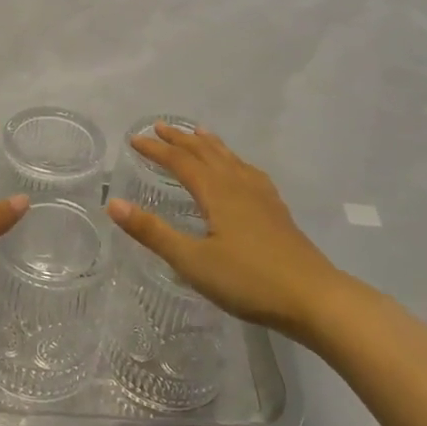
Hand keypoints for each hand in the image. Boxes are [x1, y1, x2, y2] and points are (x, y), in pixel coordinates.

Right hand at [107, 124, 348, 336]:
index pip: (180, 162)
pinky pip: (249, 172)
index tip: (134, 139)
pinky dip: (235, 161)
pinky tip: (241, 171)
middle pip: (206, 153)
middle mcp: (239, 185)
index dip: (156, 149)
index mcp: (217, 192)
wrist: (313, 298)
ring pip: (231, 159)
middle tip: (161, 127)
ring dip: (209, 144)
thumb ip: (153, 232)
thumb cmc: (248, 280)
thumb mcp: (192, 261)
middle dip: (182, 139)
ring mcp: (262, 197)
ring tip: (199, 132)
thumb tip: (112, 203)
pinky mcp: (277, 212)